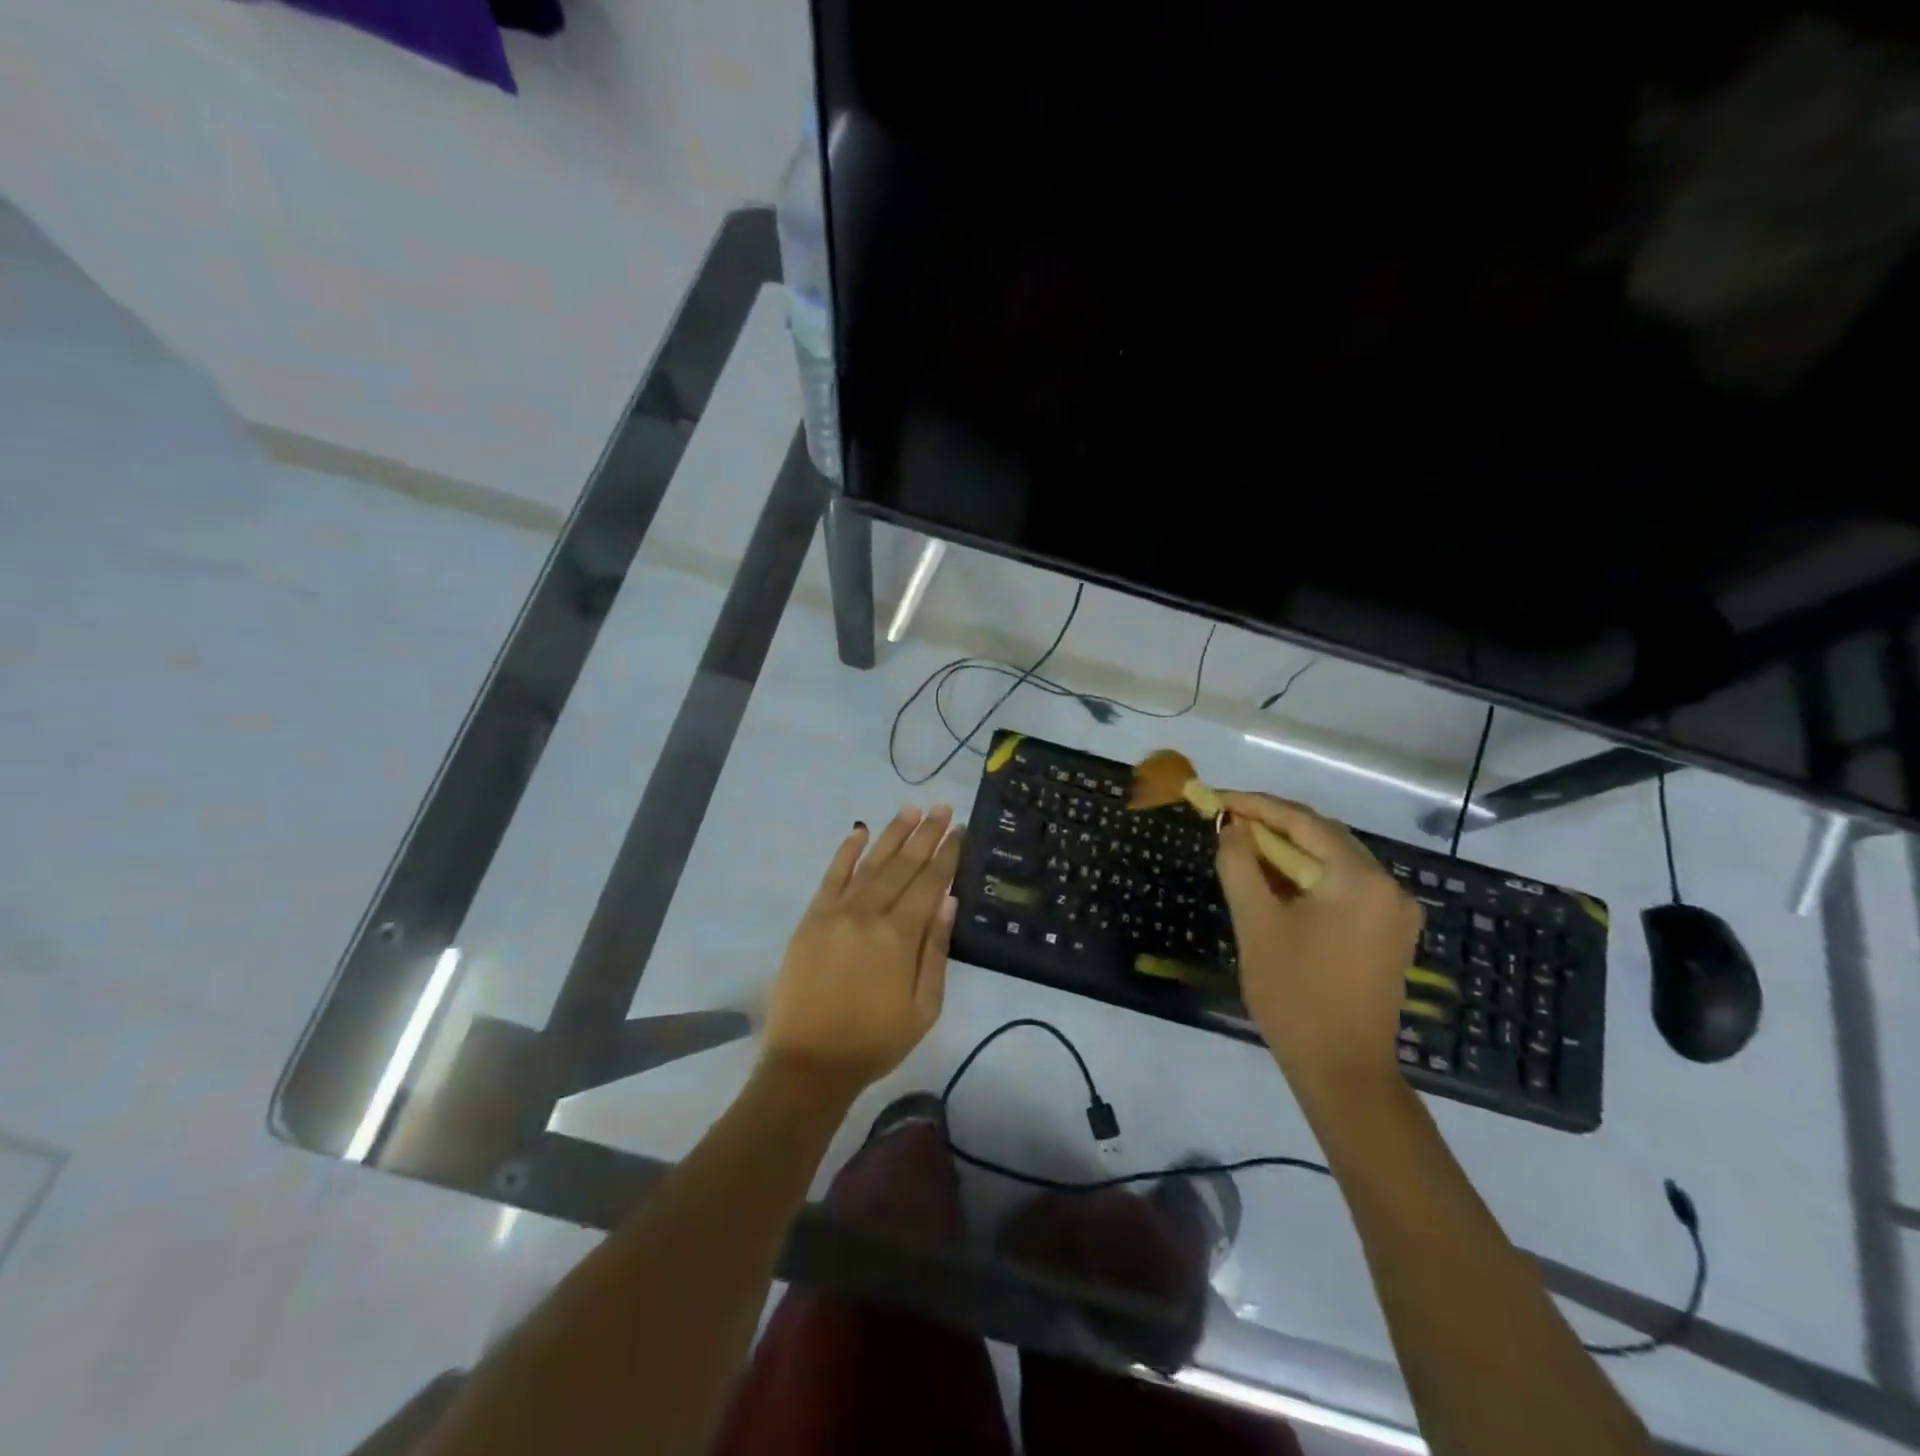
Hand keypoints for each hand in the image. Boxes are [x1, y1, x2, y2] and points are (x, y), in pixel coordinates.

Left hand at [762, 805, 964, 1099]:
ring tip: (911, 809)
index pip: (930, 882)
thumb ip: (936, 950)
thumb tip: (948, 901)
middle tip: (943, 807)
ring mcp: (836, 912)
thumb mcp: (923, 1007)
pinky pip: (831, 876)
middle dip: (926, 834)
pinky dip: (846, 851)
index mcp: (899, 935)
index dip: (948, 853)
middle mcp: (869, 913)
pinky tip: (859, 831)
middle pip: (903, 864)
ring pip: (870, 862)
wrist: (809, 1063)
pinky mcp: (812, 918)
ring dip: (892, 833)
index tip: (960, 829)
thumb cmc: (875, 1041)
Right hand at [1214, 793, 1421, 1099]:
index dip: (1256, 805)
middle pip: (1323, 836)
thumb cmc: (1294, 994)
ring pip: (1333, 862)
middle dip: (1272, 825)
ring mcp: (1394, 912)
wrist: (1343, 1070)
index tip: (1217, 798)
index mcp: (1360, 879)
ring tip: (1243, 847)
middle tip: (1226, 820)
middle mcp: (1389, 886)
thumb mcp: (1255, 923)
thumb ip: (1239, 864)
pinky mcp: (1389, 933)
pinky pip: (1344, 887)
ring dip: (1289, 851)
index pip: (1303, 822)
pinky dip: (1308, 877)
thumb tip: (1231, 827)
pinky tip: (1276, 882)